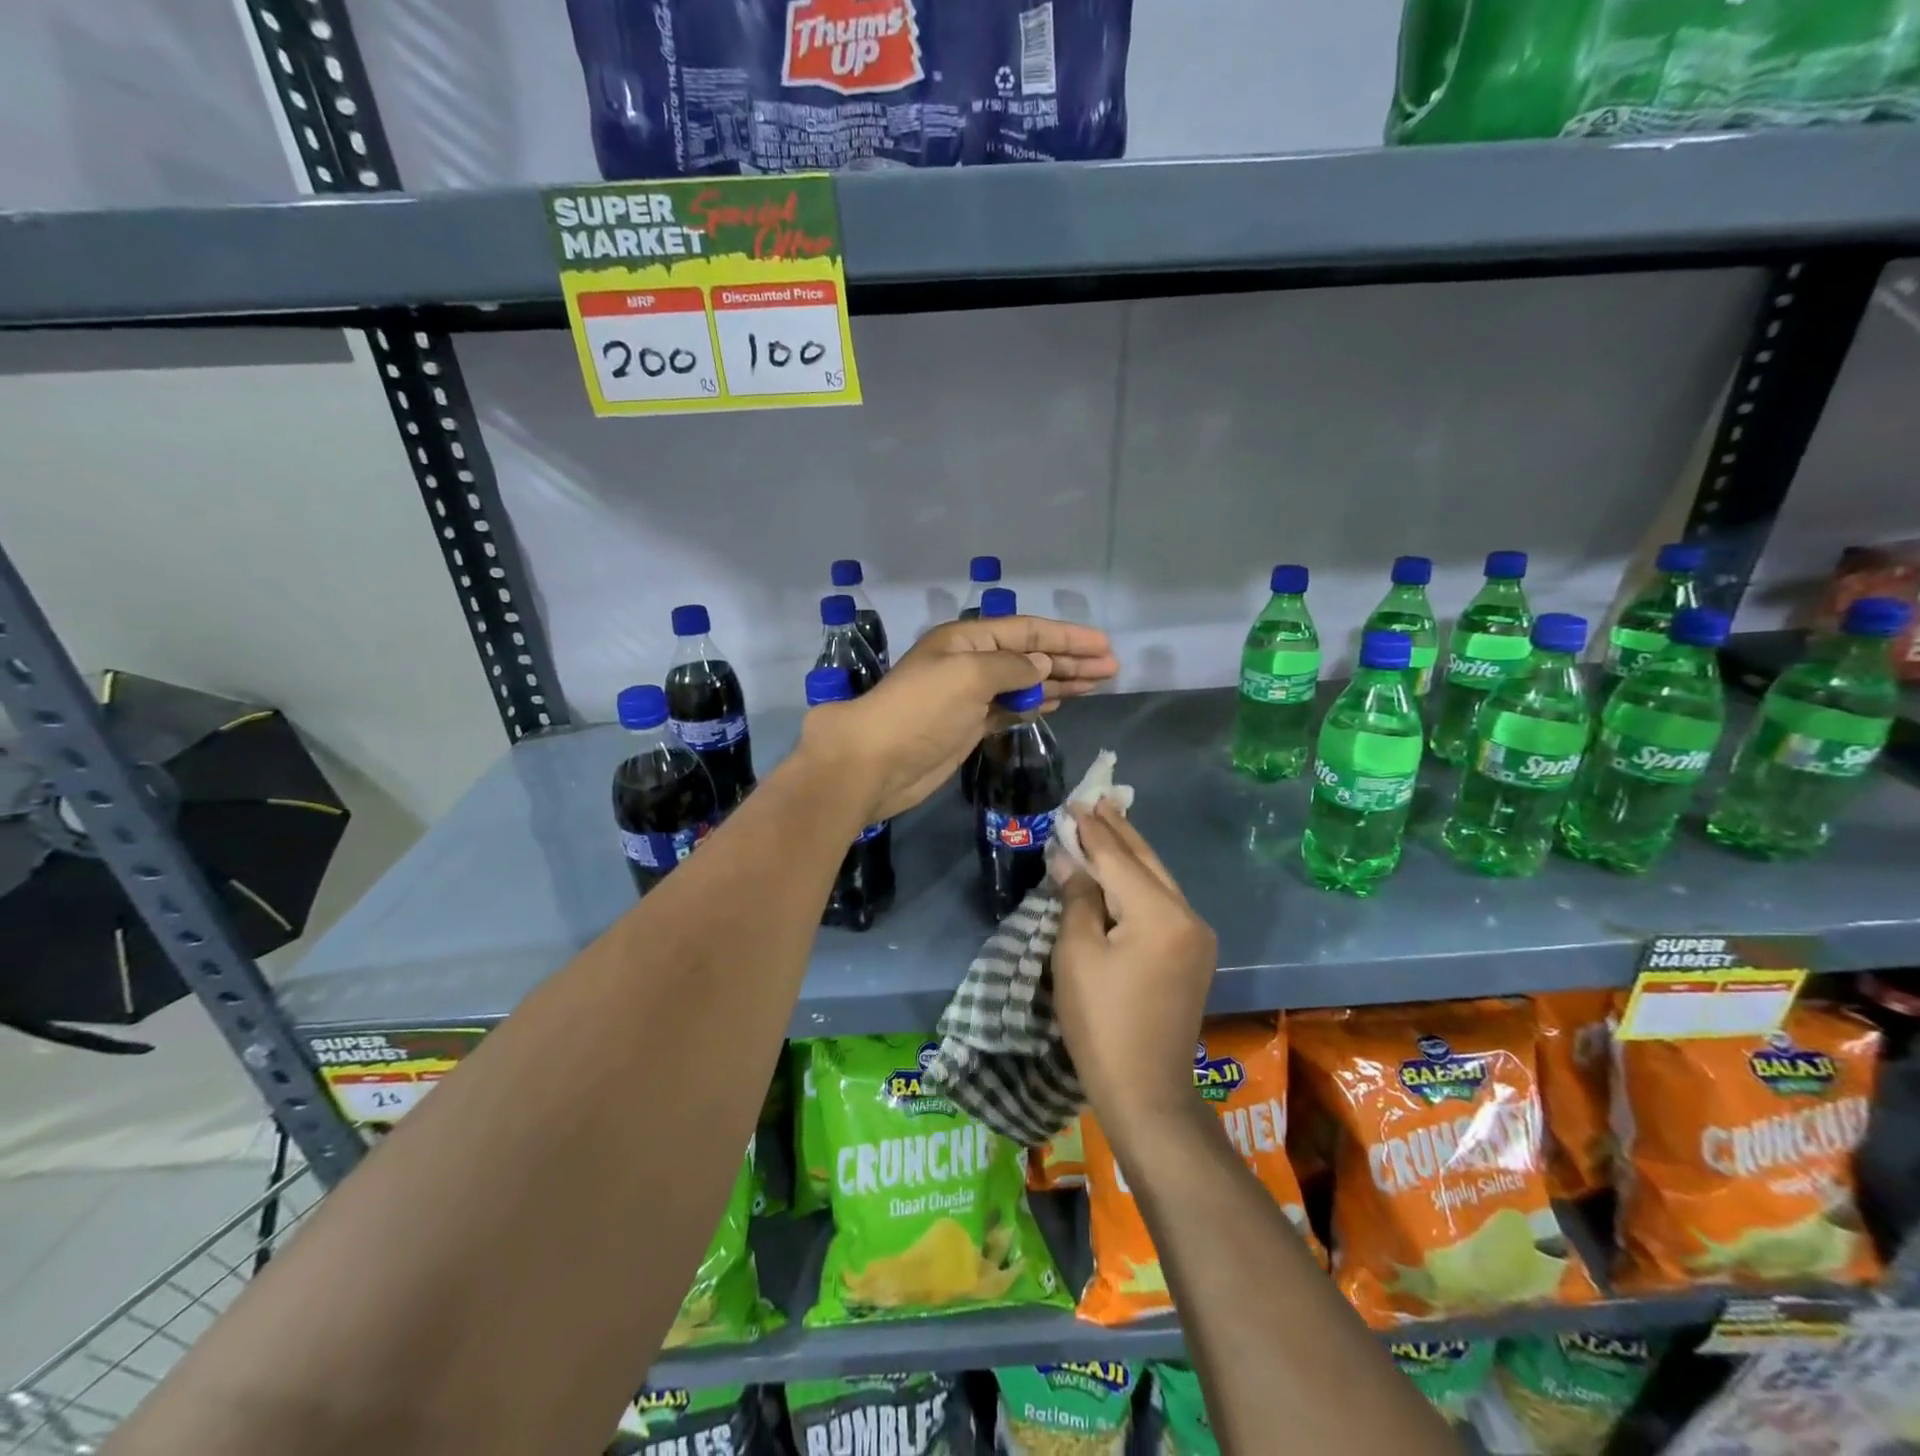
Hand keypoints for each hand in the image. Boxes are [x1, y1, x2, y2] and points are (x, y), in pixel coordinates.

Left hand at [800, 615, 1116, 821]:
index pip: (1027, 632)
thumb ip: (1012, 667)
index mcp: (967, 639)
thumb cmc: (920, 710)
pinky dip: (1037, 704)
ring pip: (1025, 682)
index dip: (1067, 638)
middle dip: (1070, 660)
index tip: (1103, 646)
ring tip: (1098, 683)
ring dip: (1060, 682)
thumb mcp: (969, 675)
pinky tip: (1060, 702)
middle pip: (1030, 655)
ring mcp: (970, 696)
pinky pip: (1012, 708)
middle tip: (1111, 669)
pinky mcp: (970, 726)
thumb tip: (1043, 668)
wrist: (876, 762)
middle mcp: (971, 662)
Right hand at [1053, 803, 1218, 1146]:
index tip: (1073, 803)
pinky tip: (1123, 869)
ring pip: (1158, 879)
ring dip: (1130, 852)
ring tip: (1107, 821)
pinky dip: (1139, 881)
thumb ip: (1076, 897)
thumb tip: (1068, 857)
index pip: (1118, 858)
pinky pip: (1163, 902)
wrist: (1146, 1091)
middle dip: (1118, 830)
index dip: (1091, 830)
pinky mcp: (1194, 953)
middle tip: (1095, 799)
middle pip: (1146, 861)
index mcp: (1159, 913)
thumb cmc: (1101, 1022)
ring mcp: (1196, 935)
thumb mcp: (1077, 954)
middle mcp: (1188, 915)